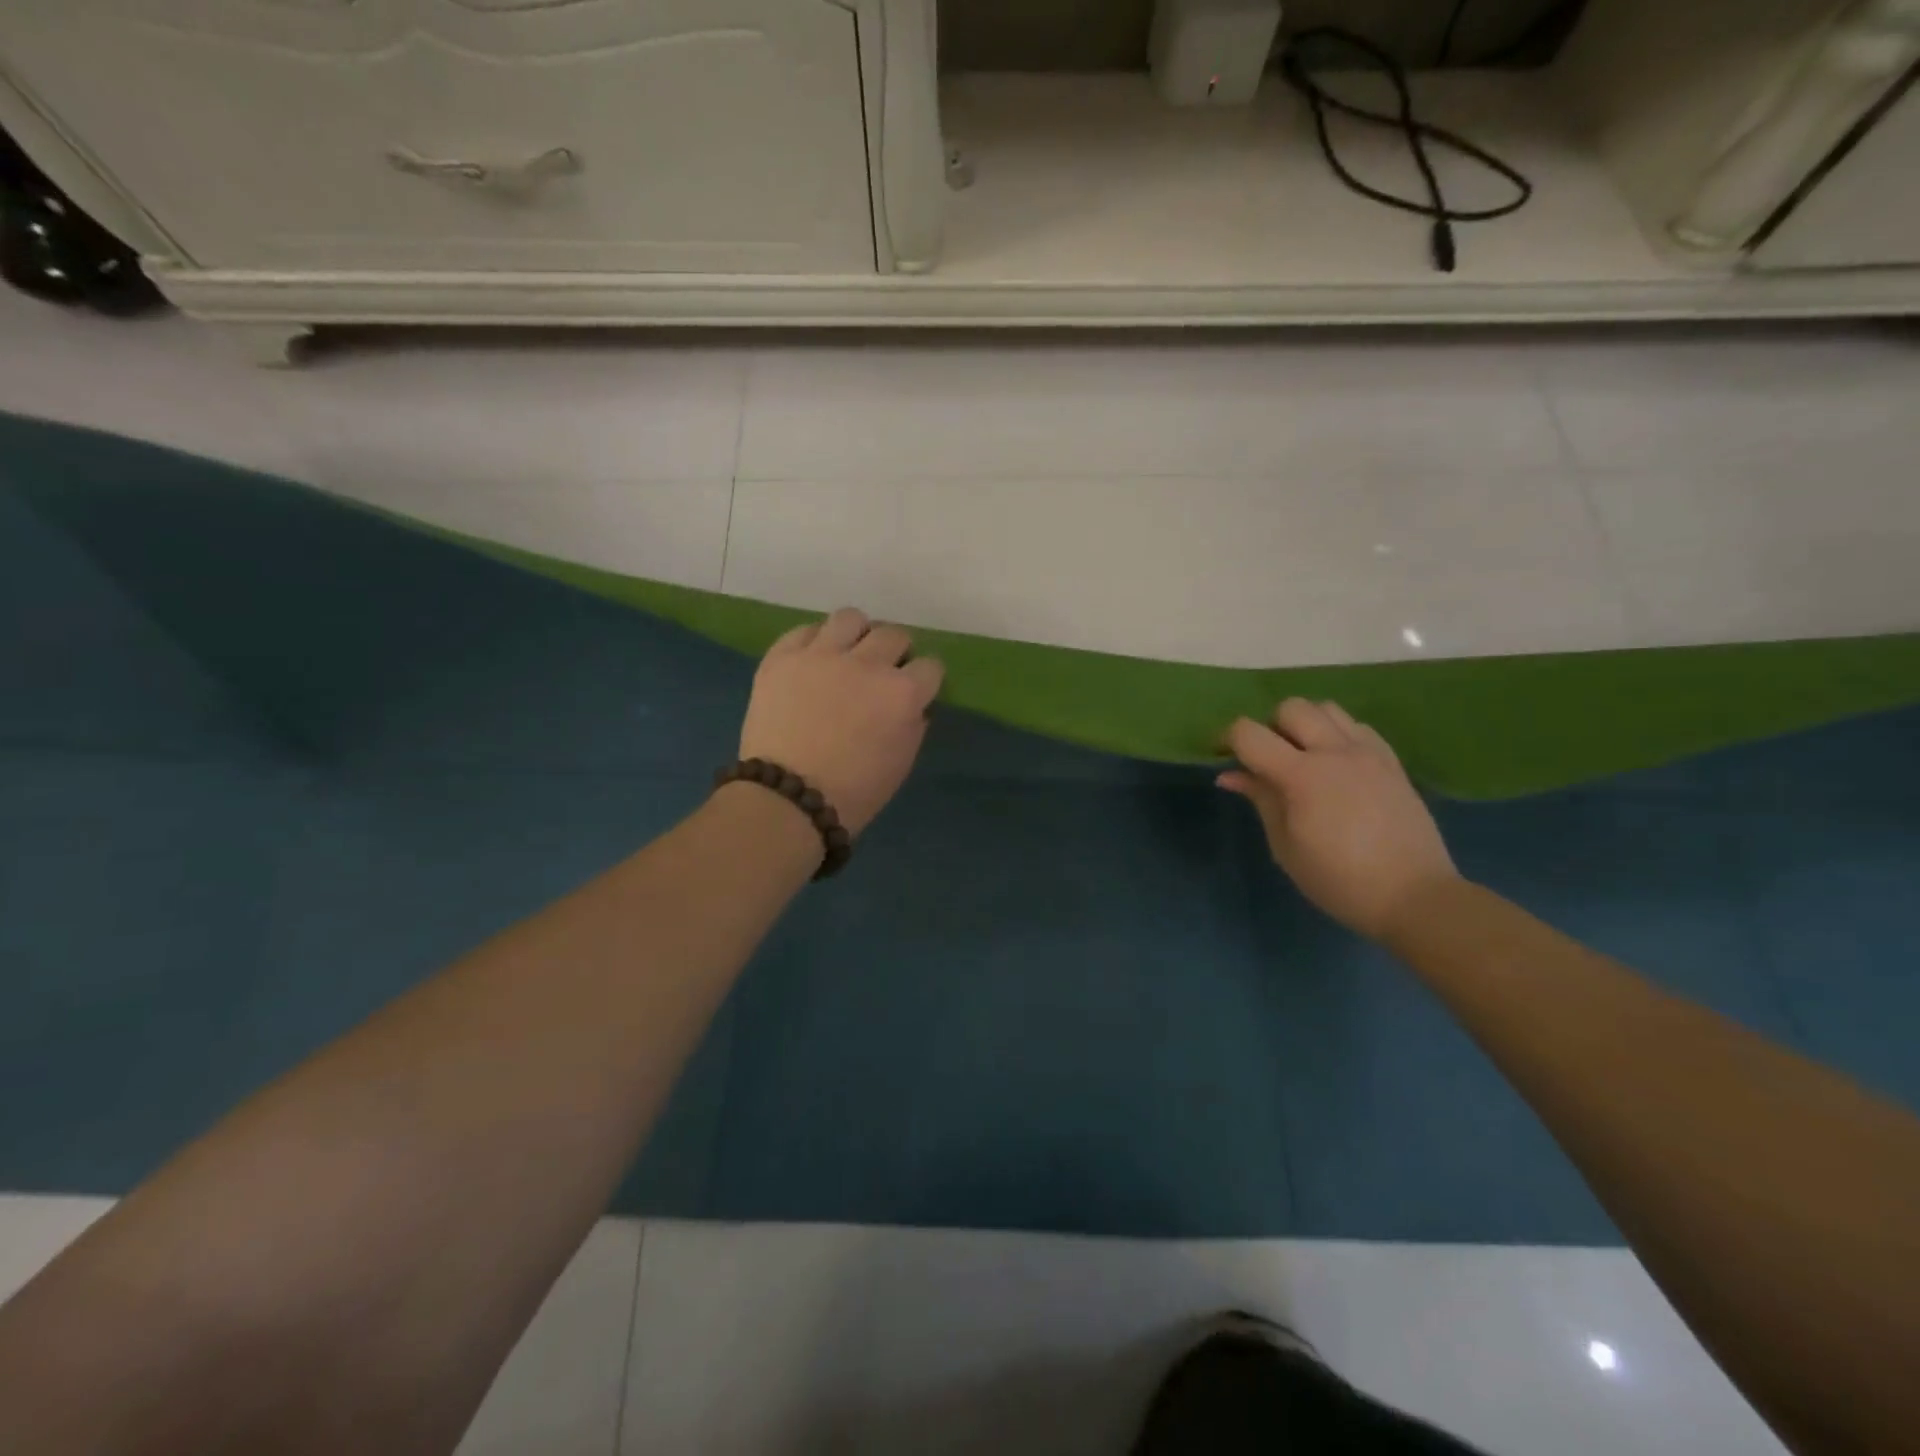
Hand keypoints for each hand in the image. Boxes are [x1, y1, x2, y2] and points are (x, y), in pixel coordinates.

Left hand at [738, 608, 944, 835]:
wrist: (787, 799)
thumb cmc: (854, 793)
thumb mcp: (901, 762)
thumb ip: (913, 724)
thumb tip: (913, 704)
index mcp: (902, 693)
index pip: (931, 666)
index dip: (924, 680)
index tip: (915, 692)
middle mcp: (867, 664)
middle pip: (894, 635)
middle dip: (895, 654)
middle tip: (881, 675)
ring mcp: (822, 655)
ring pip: (851, 618)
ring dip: (856, 636)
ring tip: (847, 656)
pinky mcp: (783, 657)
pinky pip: (805, 630)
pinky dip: (815, 643)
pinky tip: (813, 662)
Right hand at [1220, 699, 1459, 939]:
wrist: (1414, 896)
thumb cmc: (1339, 880)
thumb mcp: (1286, 846)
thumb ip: (1261, 800)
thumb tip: (1230, 775)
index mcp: (1302, 776)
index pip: (1250, 734)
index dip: (1227, 739)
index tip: (1222, 757)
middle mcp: (1335, 752)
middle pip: (1291, 707)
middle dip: (1269, 727)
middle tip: (1267, 760)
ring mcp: (1368, 753)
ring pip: (1327, 709)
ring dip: (1305, 724)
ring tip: (1302, 757)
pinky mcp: (1391, 761)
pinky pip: (1357, 727)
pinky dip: (1337, 734)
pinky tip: (1335, 765)